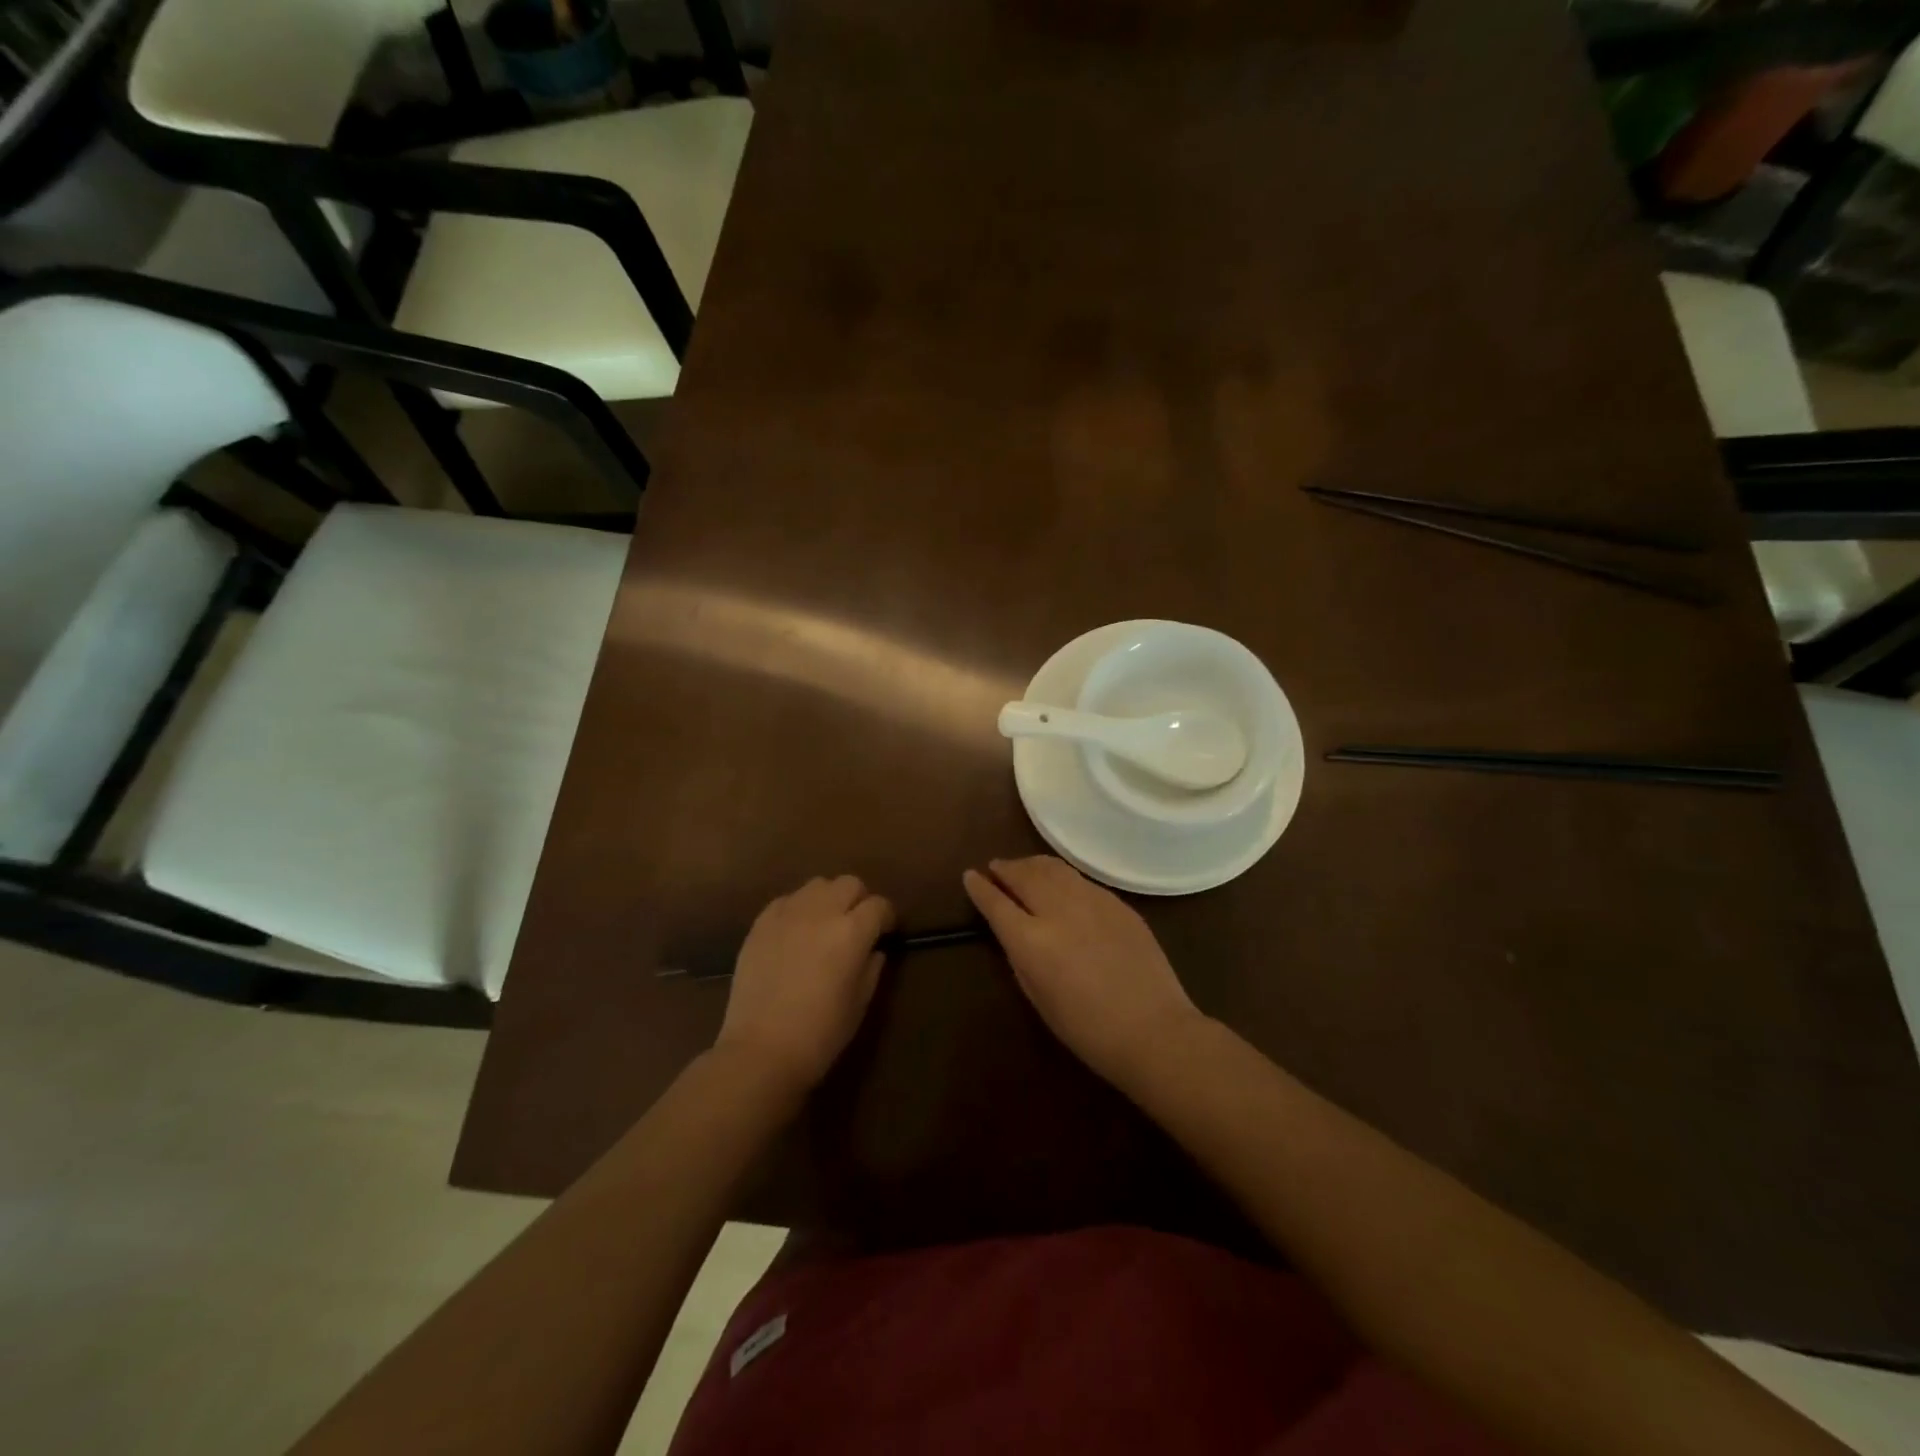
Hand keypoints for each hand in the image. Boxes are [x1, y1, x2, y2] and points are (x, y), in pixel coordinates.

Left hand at [715, 875, 895, 1091]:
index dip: (886, 917)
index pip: (879, 905)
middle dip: (859, 900)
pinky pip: (786, 900)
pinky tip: (795, 932)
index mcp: (852, 932)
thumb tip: (873, 950)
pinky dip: (798, 909)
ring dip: (828, 899)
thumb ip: (872, 968)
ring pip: (817, 885)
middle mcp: (821, 912)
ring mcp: (787, 914)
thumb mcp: (859, 1003)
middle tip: (856, 925)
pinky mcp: (760, 924)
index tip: (885, 932)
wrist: (761, 1050)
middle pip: (849, 883)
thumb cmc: (820, 1034)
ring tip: (824, 924)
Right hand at [962, 856, 1204, 1088]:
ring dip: (1032, 865)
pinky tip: (1061, 885)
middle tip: (996, 868)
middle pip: (1024, 875)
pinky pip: (1081, 881)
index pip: (996, 903)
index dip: (979, 888)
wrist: (1154, 1030)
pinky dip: (1062, 877)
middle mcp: (1058, 911)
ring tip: (1024, 868)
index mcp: (1031, 941)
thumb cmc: (1088, 1030)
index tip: (970, 876)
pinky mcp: (1117, 903)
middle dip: (1006, 869)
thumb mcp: (1038, 998)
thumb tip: (1015, 933)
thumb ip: (1020, 958)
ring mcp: (1092, 901)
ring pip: (1053, 868)